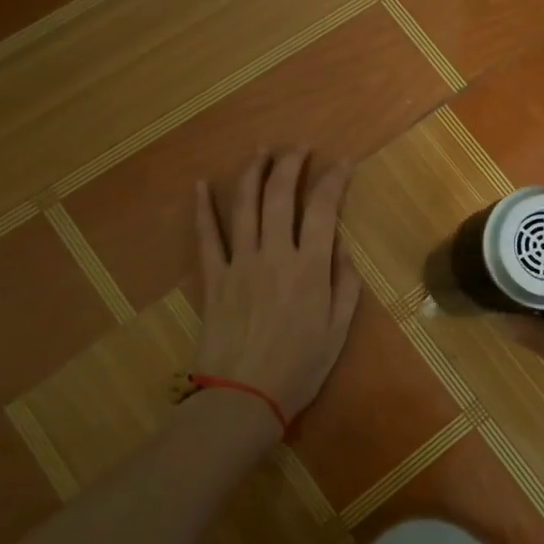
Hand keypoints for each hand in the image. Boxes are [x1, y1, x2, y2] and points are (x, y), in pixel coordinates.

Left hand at [192, 149, 362, 424]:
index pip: (323, 209)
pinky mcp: (213, 278)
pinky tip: (199, 185)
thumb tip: (340, 248)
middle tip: (299, 148)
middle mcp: (274, 254)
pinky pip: (206, 237)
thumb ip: (344, 284)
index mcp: (309, 267)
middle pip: (280, 196)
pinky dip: (202, 209)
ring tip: (261, 152)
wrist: (243, 396)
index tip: (343, 164)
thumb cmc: (299, 368)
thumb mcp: (337, 330)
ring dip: (253, 174)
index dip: (333, 180)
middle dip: (291, 164)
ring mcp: (239, 263)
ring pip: (244, 206)